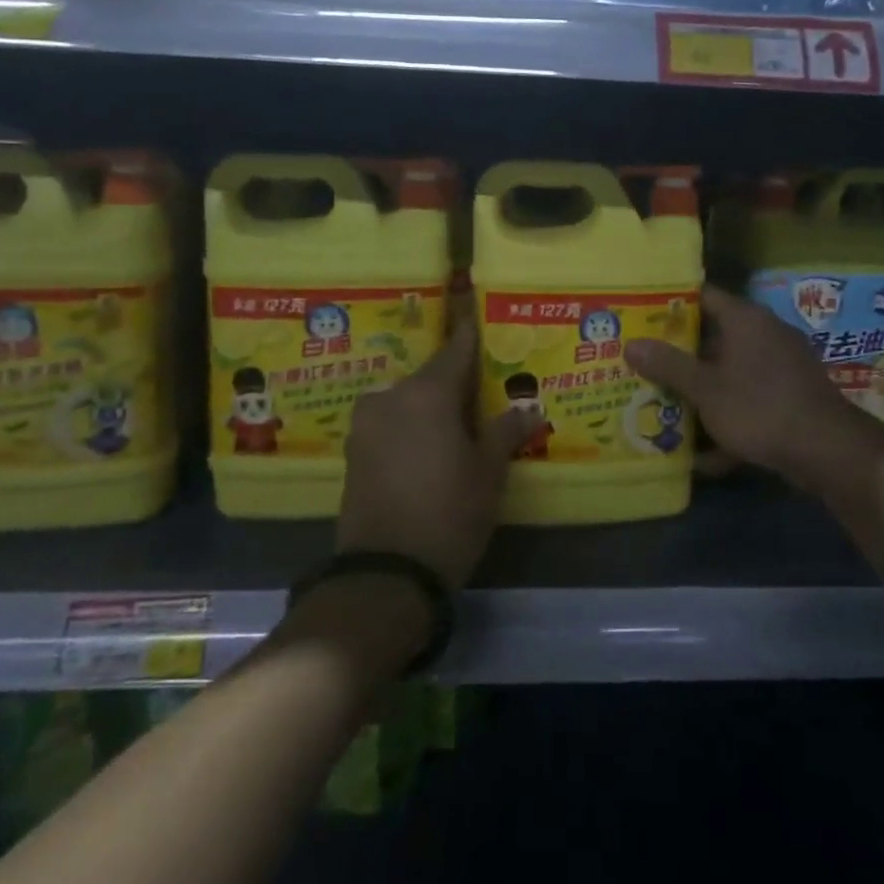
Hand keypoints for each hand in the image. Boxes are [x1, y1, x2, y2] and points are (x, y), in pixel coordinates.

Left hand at [339, 304, 529, 589]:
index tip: (476, 309)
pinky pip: (391, 423)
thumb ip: (506, 432)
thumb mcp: (488, 472)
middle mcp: (391, 397)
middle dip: (455, 381)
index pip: (456, 349)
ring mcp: (367, 424)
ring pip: (408, 401)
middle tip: (482, 388)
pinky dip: (411, 426)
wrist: (385, 573)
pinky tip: (430, 445)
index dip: (470, 331)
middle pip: (430, 377)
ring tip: (458, 421)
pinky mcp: (354, 451)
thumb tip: (528, 410)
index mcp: (427, 393)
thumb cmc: (449, 513)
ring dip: (431, 406)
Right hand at [624, 284, 883, 502]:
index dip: (670, 305)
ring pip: (730, 373)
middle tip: (643, 364)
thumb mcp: (705, 389)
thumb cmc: (759, 407)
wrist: (827, 451)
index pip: (702, 296)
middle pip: (714, 337)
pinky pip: (749, 400)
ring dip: (701, 390)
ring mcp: (781, 366)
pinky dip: (728, 419)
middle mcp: (765, 334)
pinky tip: (704, 455)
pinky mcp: (790, 396)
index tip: (640, 317)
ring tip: (663, 406)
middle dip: (680, 355)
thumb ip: (668, 365)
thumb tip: (631, 344)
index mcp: (745, 320)